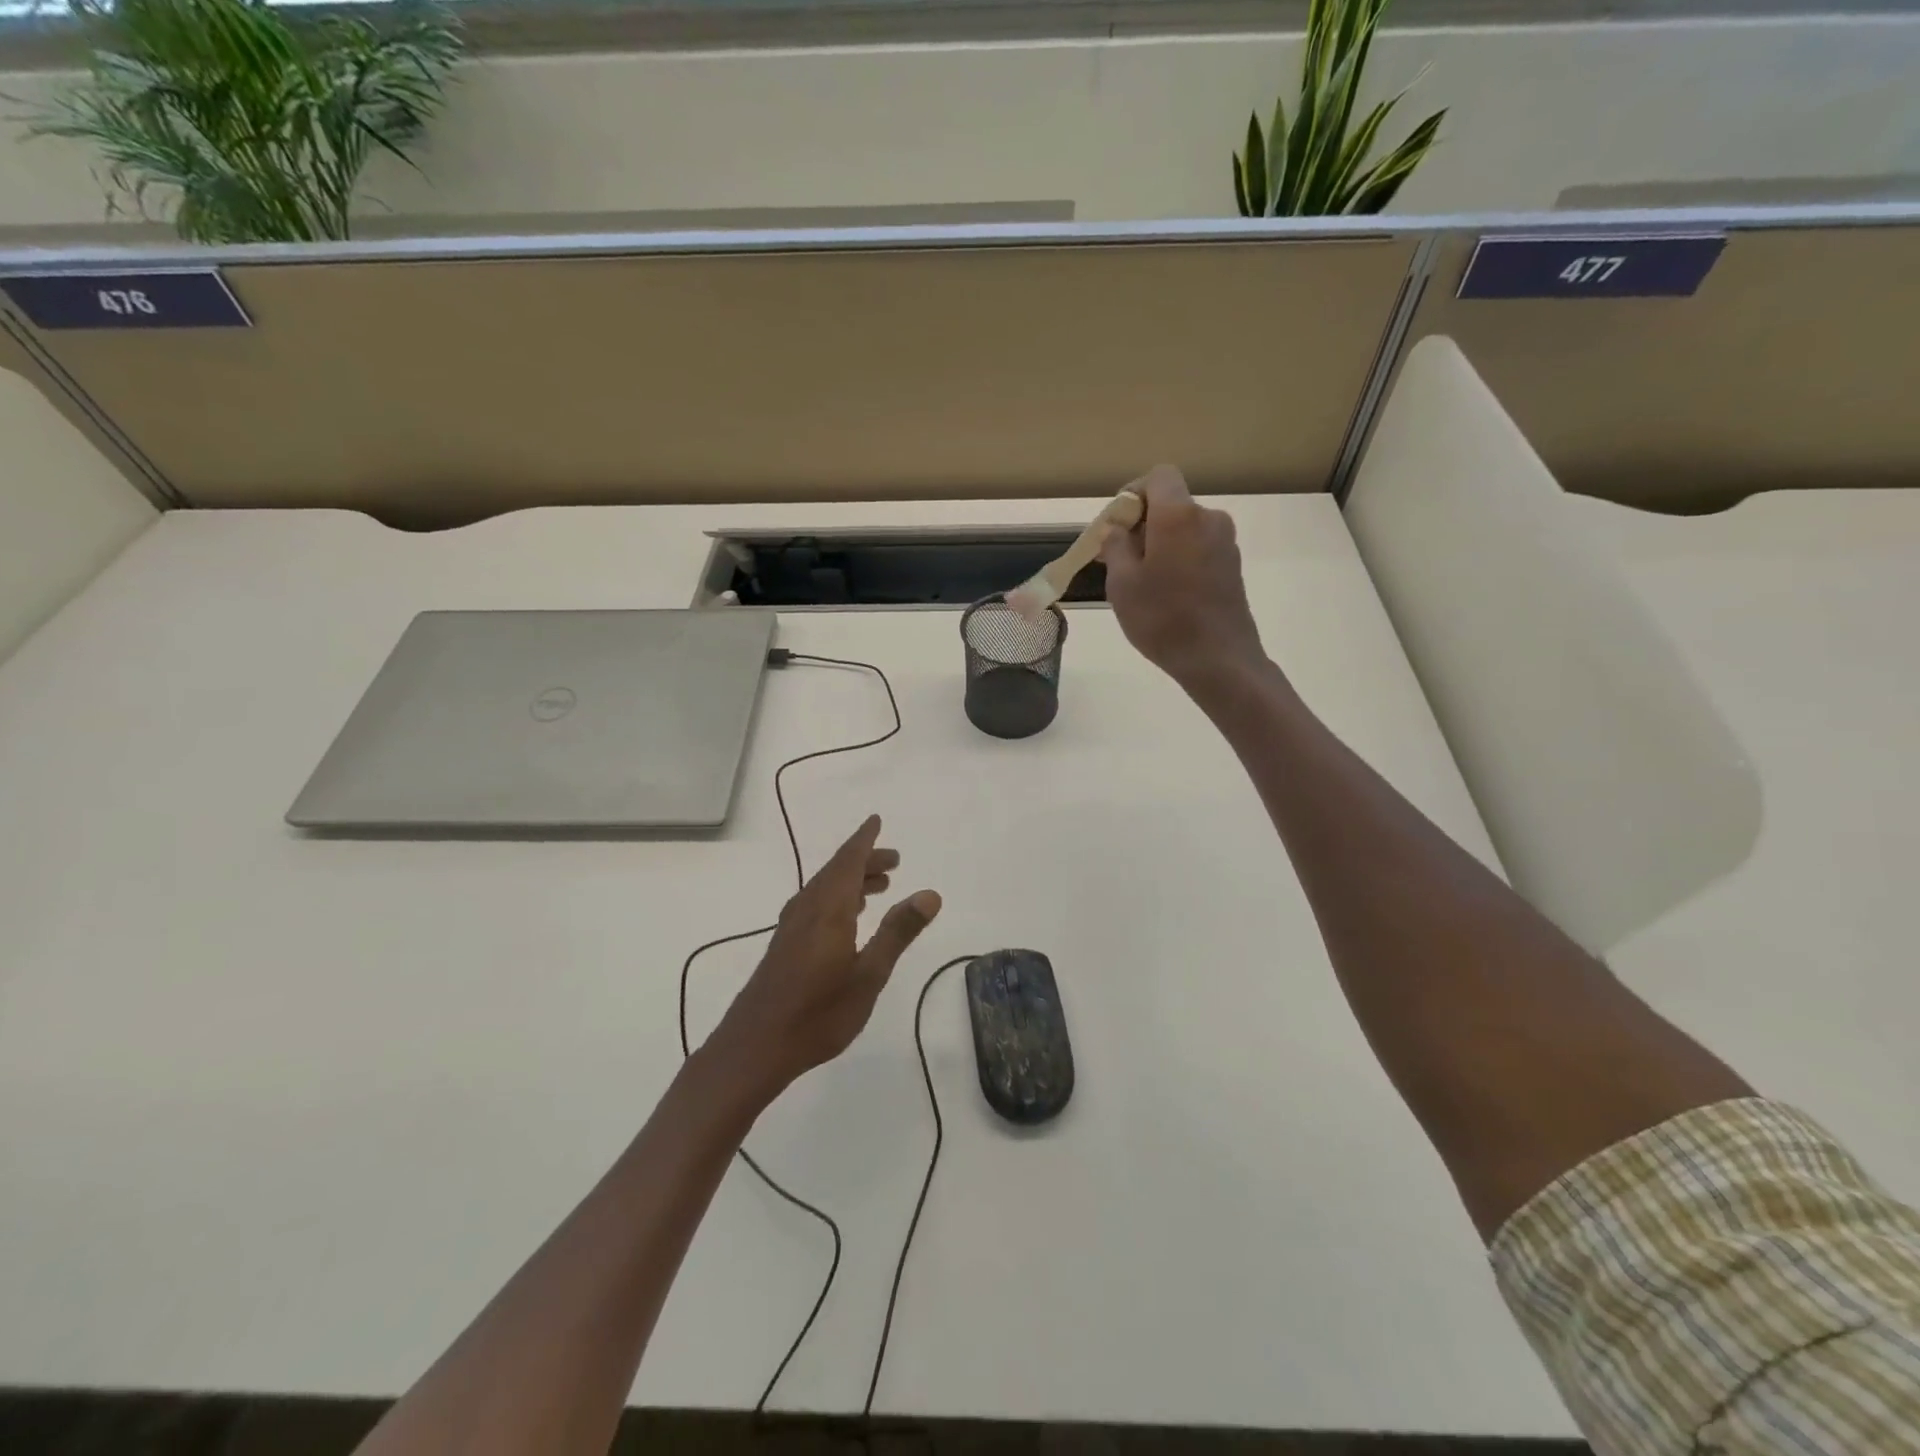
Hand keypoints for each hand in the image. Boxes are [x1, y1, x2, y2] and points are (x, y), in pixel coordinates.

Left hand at [710, 815, 941, 1101]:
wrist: (755, 1047)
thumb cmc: (818, 1013)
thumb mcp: (869, 975)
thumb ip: (898, 932)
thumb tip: (930, 893)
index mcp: (828, 908)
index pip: (849, 860)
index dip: (865, 840)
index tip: (876, 821)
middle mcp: (807, 909)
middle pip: (837, 871)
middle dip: (865, 861)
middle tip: (894, 861)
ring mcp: (792, 927)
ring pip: (825, 888)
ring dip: (852, 880)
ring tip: (880, 887)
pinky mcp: (784, 945)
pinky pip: (815, 904)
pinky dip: (837, 898)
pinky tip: (847, 918)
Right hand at [1101, 465, 1266, 695]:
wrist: (1218, 659)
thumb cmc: (1162, 619)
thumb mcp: (1122, 584)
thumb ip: (1116, 546)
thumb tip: (1117, 528)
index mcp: (1178, 515)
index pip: (1159, 476)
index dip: (1134, 493)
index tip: (1116, 524)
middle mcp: (1207, 518)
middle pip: (1171, 504)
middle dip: (1142, 524)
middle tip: (1117, 559)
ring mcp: (1225, 542)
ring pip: (1184, 529)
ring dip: (1160, 544)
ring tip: (1140, 582)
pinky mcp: (1232, 566)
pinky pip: (1198, 548)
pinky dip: (1179, 559)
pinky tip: (1166, 593)